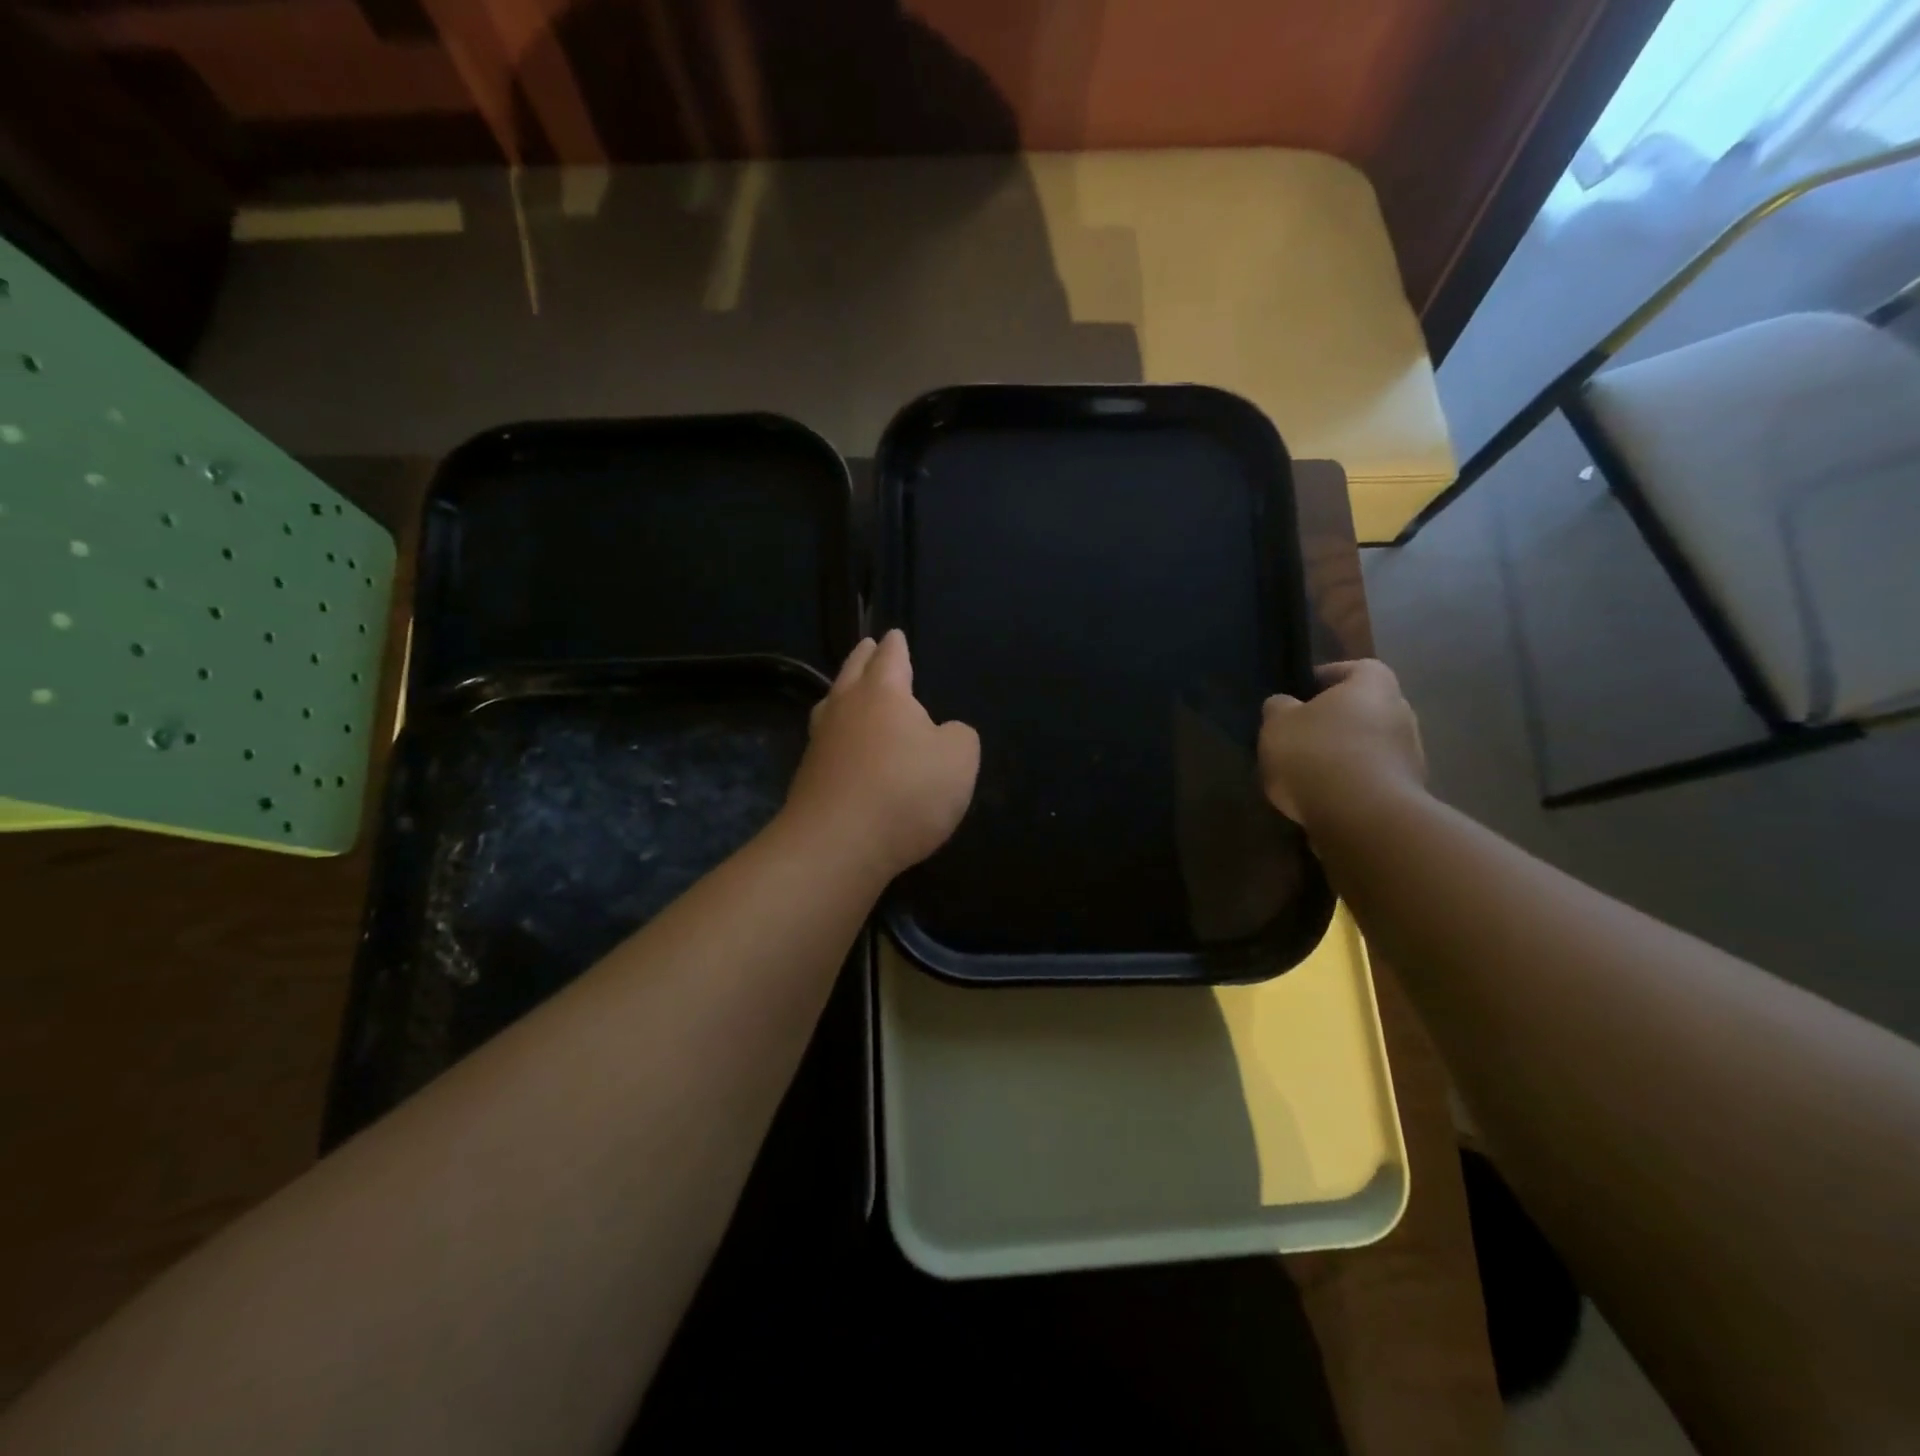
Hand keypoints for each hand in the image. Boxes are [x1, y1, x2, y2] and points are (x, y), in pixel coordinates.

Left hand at [783, 630, 979, 881]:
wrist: (838, 845)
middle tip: (867, 646)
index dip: (896, 645)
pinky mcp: (808, 778)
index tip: (893, 634)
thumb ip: (958, 737)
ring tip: (849, 690)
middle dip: (863, 657)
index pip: (890, 658)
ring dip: (843, 692)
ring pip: (832, 704)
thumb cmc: (906, 791)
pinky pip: (827, 741)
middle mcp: (845, 709)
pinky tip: (845, 745)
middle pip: (853, 672)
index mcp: (883, 693)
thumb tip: (943, 733)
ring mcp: (820, 743)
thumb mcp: (959, 759)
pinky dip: (838, 734)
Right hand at [1259, 660, 1425, 831]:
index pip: (1356, 668)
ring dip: (1343, 755)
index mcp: (1374, 685)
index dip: (1327, 678)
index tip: (1300, 694)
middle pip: (1364, 709)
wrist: (1361, 817)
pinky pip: (1372, 779)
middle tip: (1300, 735)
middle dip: (1335, 721)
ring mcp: (1411, 756)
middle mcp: (1402, 713)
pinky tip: (1322, 799)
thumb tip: (1284, 705)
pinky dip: (1350, 785)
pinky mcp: (1407, 793)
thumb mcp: (1277, 724)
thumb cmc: (1317, 754)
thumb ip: (1278, 708)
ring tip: (1306, 773)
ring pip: (1369, 746)